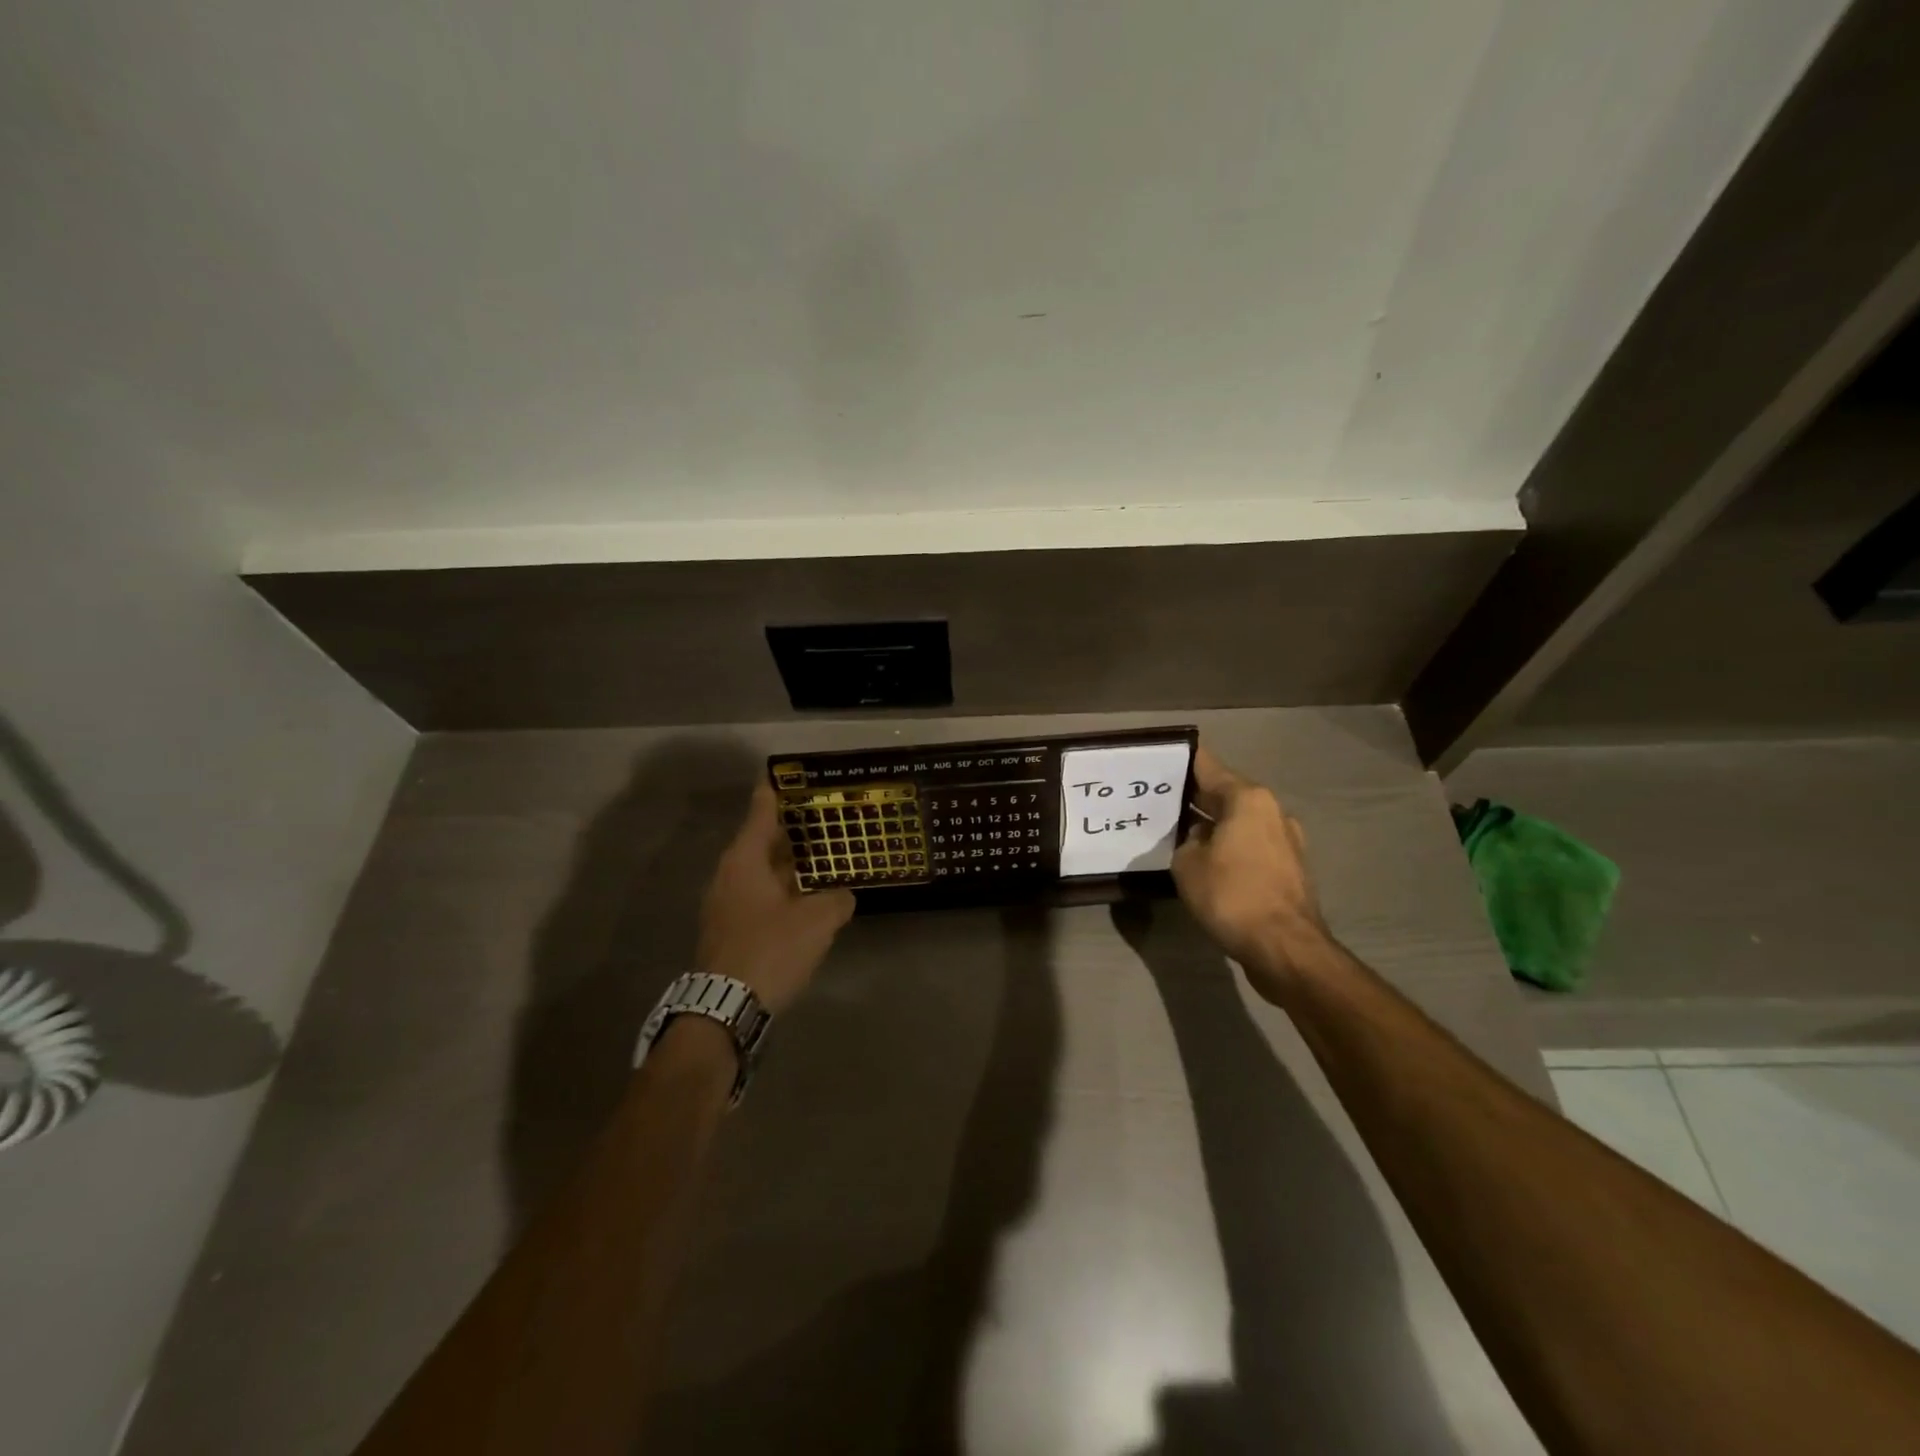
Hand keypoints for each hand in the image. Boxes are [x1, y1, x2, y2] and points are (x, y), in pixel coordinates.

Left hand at [696, 783, 854, 1014]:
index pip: (760, 813)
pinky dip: (779, 890)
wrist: (725, 1007)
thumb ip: (836, 901)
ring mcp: (724, 904)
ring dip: (784, 864)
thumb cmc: (770, 949)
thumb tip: (843, 896)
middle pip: (759, 842)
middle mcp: (729, 875)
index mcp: (744, 861)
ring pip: (759, 872)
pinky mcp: (728, 930)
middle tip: (816, 816)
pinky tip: (803, 899)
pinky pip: (757, 896)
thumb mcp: (816, 921)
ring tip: (817, 856)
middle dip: (787, 830)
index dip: (773, 791)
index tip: (782, 773)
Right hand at [1172, 747, 1333, 991]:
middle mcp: (1271, 811)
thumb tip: (1198, 839)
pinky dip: (1228, 847)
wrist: (1286, 948)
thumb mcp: (1187, 864)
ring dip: (1212, 825)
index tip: (1156, 761)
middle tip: (1158, 801)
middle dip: (1193, 797)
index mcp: (1248, 798)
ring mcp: (1286, 840)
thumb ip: (1186, 841)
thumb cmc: (1232, 895)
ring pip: (1238, 821)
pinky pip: (1250, 846)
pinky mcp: (1290, 869)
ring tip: (1178, 834)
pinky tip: (1206, 862)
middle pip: (1225, 792)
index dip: (1180, 762)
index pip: (1207, 765)